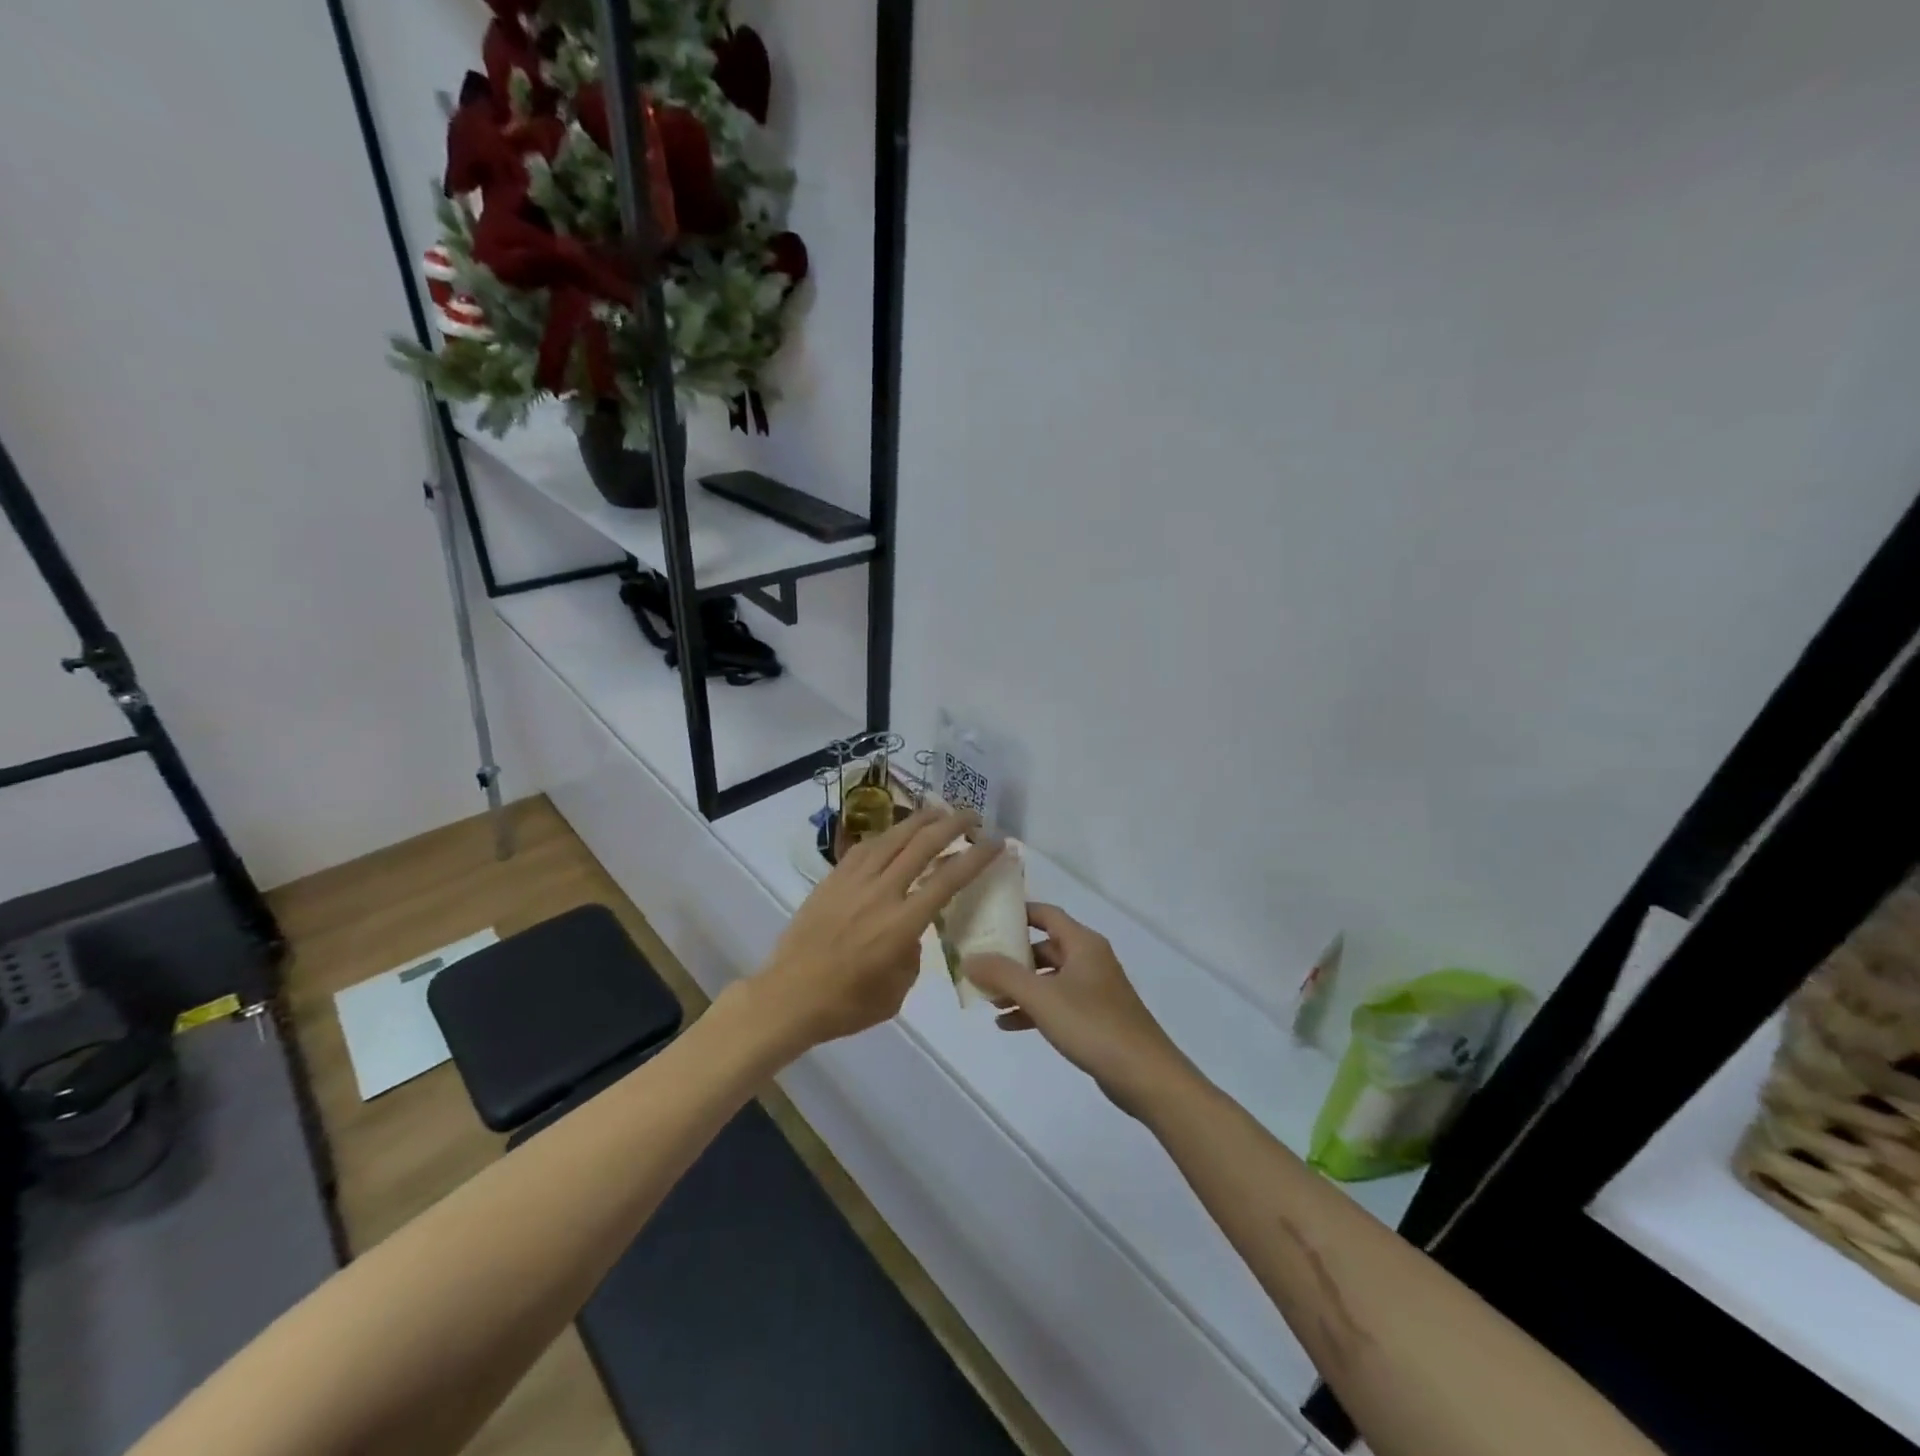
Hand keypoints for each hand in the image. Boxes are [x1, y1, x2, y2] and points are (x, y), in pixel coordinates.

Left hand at [750, 806, 1000, 1047]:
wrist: (788, 997)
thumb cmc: (846, 1004)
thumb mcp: (897, 991)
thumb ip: (912, 954)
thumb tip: (911, 932)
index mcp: (902, 924)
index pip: (948, 879)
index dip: (976, 856)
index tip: (996, 842)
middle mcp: (881, 893)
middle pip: (922, 845)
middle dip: (952, 824)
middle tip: (972, 816)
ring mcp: (853, 882)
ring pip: (892, 837)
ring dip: (920, 820)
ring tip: (938, 811)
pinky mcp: (832, 879)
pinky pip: (865, 848)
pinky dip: (887, 835)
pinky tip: (895, 833)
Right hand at [963, 904, 1198, 1118]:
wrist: (1145, 1076)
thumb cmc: (1093, 1025)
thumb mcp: (1041, 997)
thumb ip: (1003, 974)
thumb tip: (969, 958)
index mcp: (1083, 943)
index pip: (1046, 914)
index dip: (1017, 912)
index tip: (986, 917)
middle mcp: (1090, 959)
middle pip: (1044, 947)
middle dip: (1012, 956)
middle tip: (979, 963)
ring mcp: (1094, 990)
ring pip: (1049, 978)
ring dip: (1019, 986)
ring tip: (988, 998)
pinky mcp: (1095, 1018)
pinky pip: (1057, 1004)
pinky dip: (1033, 1009)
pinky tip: (1007, 1025)